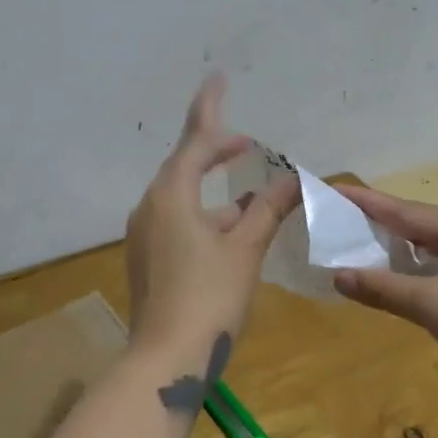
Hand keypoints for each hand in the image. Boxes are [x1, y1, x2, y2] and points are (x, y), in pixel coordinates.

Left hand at [124, 74, 300, 366]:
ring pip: (181, 197)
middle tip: (244, 144)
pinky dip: (203, 213)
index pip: (195, 140)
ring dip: (211, 187)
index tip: (219, 78)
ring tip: (246, 189)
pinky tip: (228, 228)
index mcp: (171, 195)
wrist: (165, 360)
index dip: (210, 108)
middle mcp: (150, 207)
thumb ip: (268, 210)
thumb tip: (293, 180)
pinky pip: (176, 219)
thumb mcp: (245, 249)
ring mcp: (144, 235)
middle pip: (183, 166)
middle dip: (214, 150)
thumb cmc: (209, 297)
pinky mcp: (148, 260)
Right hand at [331, 185, 437, 434]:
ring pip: (432, 256)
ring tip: (355, 252)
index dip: (368, 203)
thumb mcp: (436, 306)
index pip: (408, 211)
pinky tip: (393, 287)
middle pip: (421, 230)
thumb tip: (338, 276)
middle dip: (380, 228)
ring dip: (397, 258)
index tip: (333, 190)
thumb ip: (385, 289)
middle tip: (337, 224)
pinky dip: (415, 281)